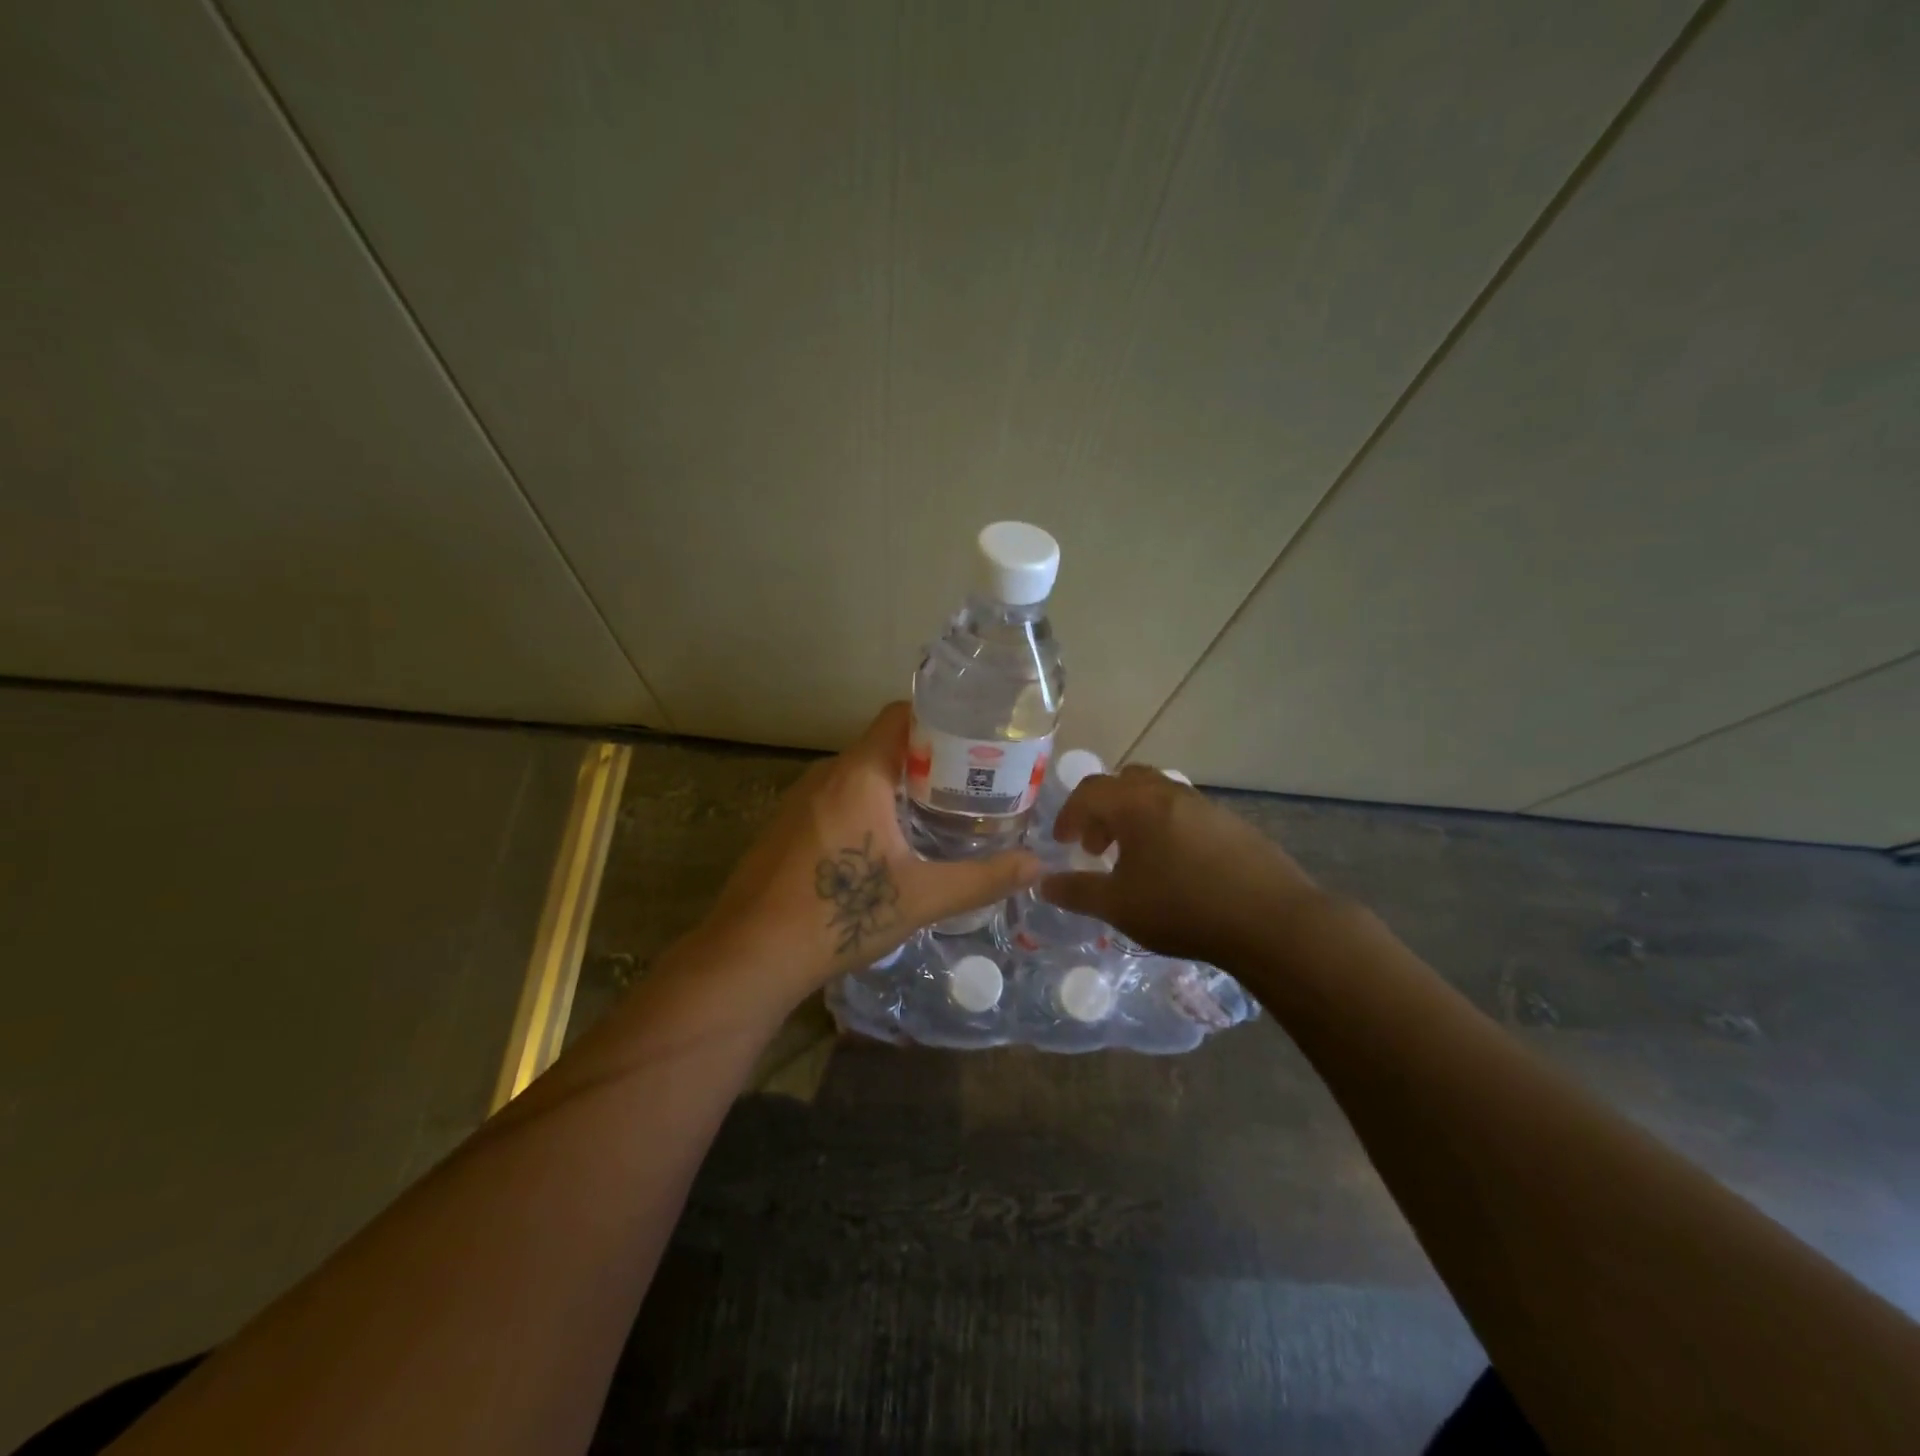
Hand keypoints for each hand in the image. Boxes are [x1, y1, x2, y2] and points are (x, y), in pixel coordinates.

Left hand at [698, 702, 1042, 994]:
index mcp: (859, 775)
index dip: (939, 719)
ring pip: (858, 774)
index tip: (975, 741)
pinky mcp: (785, 826)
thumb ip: (982, 878)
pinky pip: (835, 798)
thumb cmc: (838, 915)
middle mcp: (826, 775)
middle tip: (969, 785)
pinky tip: (884, 843)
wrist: (749, 956)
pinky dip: (866, 806)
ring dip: (896, 786)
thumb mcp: (921, 898)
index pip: (900, 716)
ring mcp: (799, 800)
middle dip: (927, 760)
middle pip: (883, 745)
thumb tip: (1039, 865)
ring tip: (937, 812)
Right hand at [1041, 765, 1324, 966]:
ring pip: (1158, 796)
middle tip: (1097, 847)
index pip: (1090, 791)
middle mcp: (1170, 793)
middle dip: (1103, 810)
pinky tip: (1177, 869)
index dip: (1070, 814)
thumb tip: (1042, 883)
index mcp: (1136, 804)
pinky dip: (1167, 829)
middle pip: (1125, 783)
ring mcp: (1205, 805)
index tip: (1063, 842)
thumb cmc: (1182, 908)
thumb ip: (1076, 892)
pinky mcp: (1233, 824)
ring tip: (1136, 860)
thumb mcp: (1118, 906)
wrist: (1271, 921)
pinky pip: (1186, 814)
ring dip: (1136, 819)